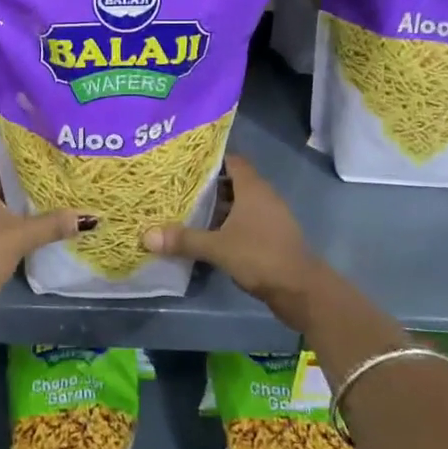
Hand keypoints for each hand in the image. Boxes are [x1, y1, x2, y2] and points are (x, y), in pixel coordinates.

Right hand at [142, 155, 326, 330]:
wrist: (301, 290)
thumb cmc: (260, 256)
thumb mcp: (217, 248)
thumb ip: (184, 239)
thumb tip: (146, 235)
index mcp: (253, 188)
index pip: (231, 160)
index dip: (210, 159)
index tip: (186, 162)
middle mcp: (264, 195)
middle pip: (233, 181)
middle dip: (208, 185)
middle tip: (179, 187)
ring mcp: (271, 216)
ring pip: (240, 203)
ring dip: (219, 207)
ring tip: (189, 211)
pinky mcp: (273, 236)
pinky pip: (247, 220)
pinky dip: (230, 224)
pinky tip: (210, 235)